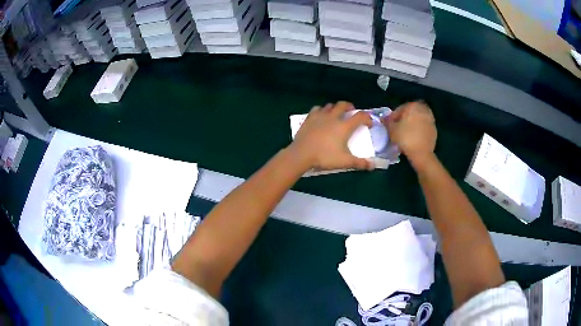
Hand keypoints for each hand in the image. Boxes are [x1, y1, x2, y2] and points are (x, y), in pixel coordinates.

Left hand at [289, 101, 373, 170]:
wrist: (302, 154)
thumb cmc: (325, 157)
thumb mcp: (344, 161)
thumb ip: (359, 163)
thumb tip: (372, 166)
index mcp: (344, 126)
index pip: (360, 116)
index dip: (367, 118)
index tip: (369, 124)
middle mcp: (333, 117)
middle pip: (344, 105)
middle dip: (350, 107)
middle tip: (352, 112)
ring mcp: (320, 116)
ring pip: (330, 105)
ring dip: (336, 108)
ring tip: (337, 114)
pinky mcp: (309, 118)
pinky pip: (317, 109)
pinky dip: (322, 110)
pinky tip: (321, 115)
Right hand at [384, 101, 436, 169]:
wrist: (421, 153)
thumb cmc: (405, 138)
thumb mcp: (392, 129)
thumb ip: (387, 122)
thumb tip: (384, 118)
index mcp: (412, 106)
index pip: (399, 109)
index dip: (393, 117)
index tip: (389, 125)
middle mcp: (423, 109)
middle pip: (410, 113)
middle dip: (404, 118)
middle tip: (398, 128)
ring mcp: (430, 119)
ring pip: (418, 119)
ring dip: (412, 123)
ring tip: (406, 133)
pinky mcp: (434, 129)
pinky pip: (424, 127)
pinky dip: (419, 129)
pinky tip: (414, 137)